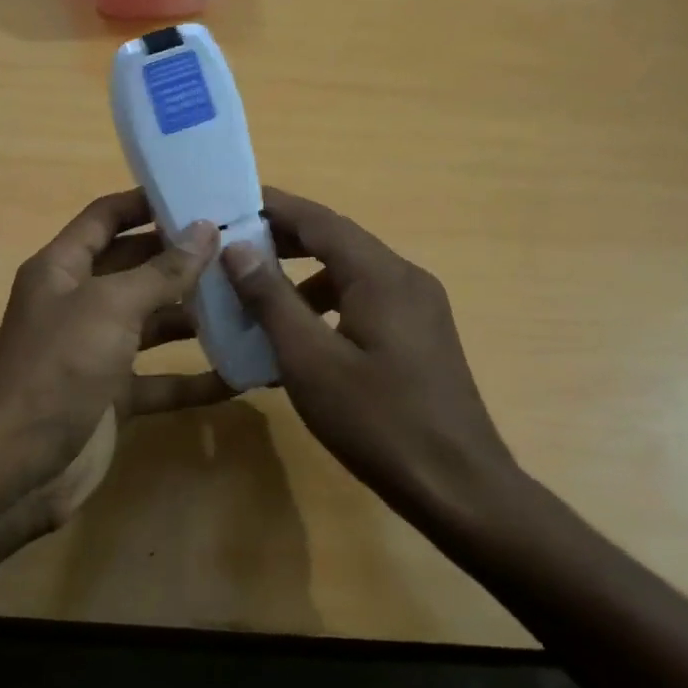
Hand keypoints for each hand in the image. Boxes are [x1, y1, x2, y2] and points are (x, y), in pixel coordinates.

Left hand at [0, 190, 229, 524]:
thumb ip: (161, 271)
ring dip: (196, 317)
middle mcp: (78, 304)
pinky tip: (241, 375)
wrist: (18, 464)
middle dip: (183, 259)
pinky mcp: (113, 397)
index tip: (198, 194)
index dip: (145, 203)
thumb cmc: (59, 368)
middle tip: (242, 249)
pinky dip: (195, 379)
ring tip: (252, 303)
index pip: (105, 218)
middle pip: (136, 269)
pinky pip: (161, 380)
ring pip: (153, 324)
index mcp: (62, 269)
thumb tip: (205, 230)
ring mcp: (96, 353)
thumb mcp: (110, 308)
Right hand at [221, 188, 519, 521]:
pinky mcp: (421, 337)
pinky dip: (327, 306)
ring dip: (303, 277)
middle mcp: (406, 279)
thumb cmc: (377, 420)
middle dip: (285, 241)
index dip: (274, 207)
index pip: (320, 221)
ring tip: (258, 296)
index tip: (230, 201)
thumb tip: (238, 248)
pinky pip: (365, 303)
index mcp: (382, 275)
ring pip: (351, 275)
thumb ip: (272, 299)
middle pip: (338, 242)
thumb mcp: (310, 360)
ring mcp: (419, 309)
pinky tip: (300, 339)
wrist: (457, 486)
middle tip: (233, 248)